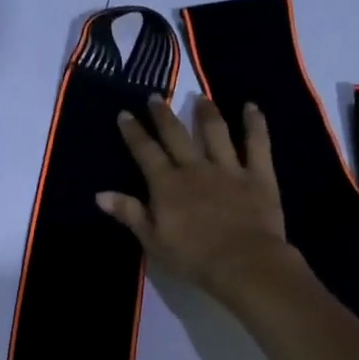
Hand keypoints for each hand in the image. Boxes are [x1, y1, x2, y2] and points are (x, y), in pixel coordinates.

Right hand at [97, 95, 297, 300]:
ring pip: (215, 132)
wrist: (244, 263)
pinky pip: (257, 143)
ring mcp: (229, 168)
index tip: (125, 114)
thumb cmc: (194, 258)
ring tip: (200, 97)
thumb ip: (129, 213)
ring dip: (206, 113)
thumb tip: (100, 194)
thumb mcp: (153, 241)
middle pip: (176, 135)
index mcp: (167, 185)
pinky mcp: (258, 175)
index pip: (145, 152)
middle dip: (163, 115)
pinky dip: (255, 123)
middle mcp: (195, 168)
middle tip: (154, 97)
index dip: (134, 132)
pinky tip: (251, 107)